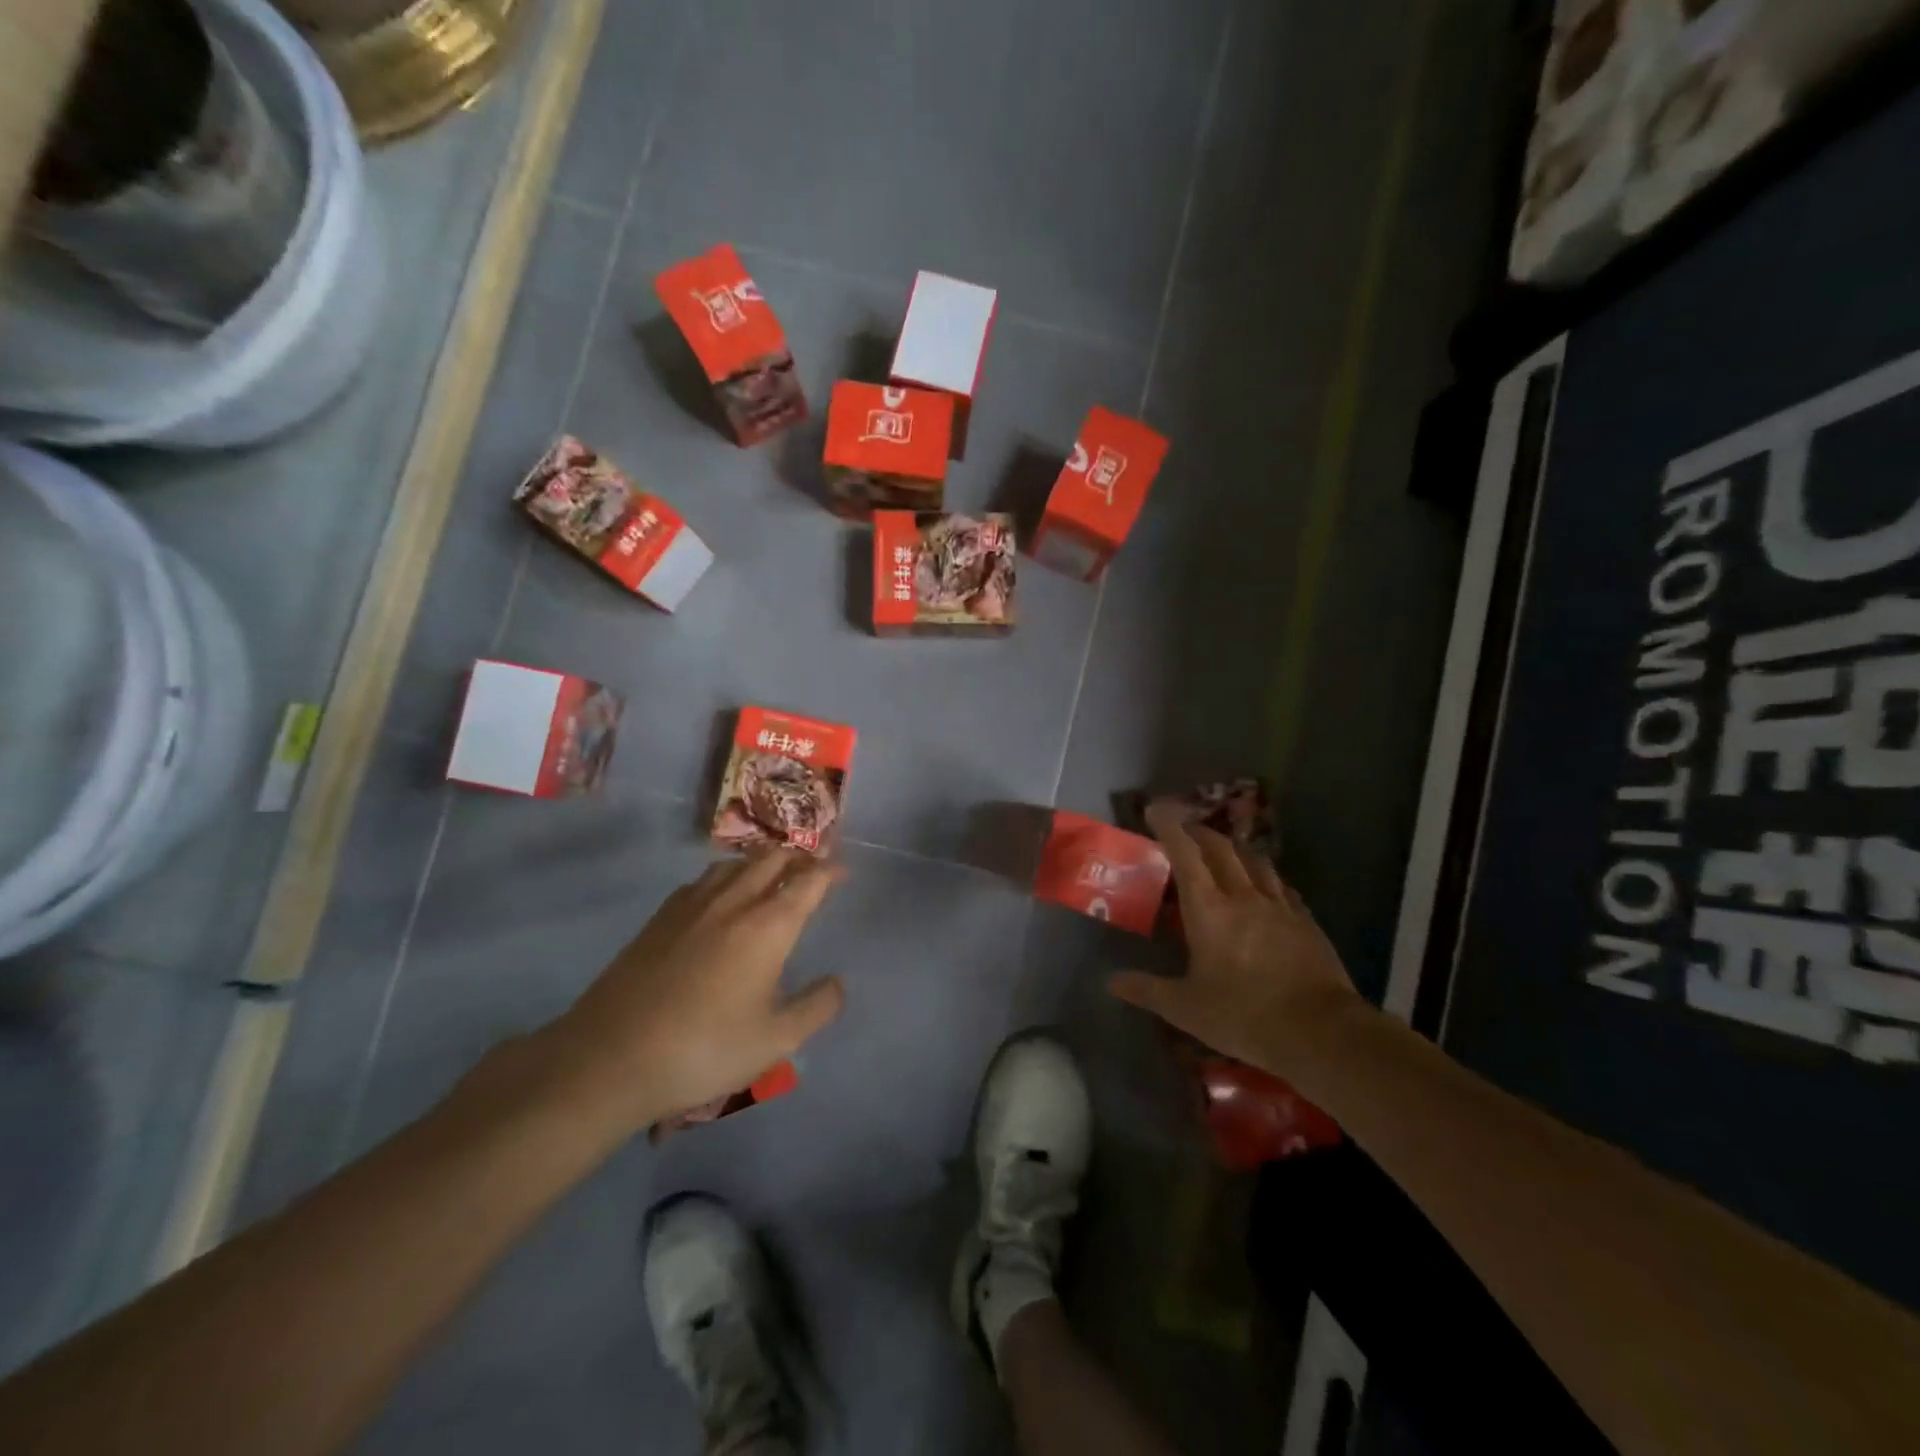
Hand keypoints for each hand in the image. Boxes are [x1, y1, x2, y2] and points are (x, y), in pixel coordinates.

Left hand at [540, 849, 845, 1136]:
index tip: (841, 871)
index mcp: (767, 926)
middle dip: (798, 856)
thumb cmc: (703, 1049)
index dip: (829, 870)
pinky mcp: (660, 918)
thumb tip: (837, 983)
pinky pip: (703, 879)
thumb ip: (815, 1008)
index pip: (807, 881)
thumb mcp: (774, 1041)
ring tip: (772, 873)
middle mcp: (733, 902)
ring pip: (735, 864)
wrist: (610, 1058)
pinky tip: (721, 896)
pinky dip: (727, 875)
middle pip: (771, 859)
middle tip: (813, 865)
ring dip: (761, 861)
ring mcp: (691, 906)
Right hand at [1109, 803, 1359, 1074]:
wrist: (1322, 1032)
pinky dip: (1265, 876)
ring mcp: (1280, 907)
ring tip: (1223, 851)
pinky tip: (1265, 886)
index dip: (1168, 827)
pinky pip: (1281, 886)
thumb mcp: (1186, 1009)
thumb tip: (1112, 982)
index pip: (1185, 854)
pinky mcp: (1306, 922)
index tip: (1154, 810)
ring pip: (1255, 861)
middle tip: (1184, 831)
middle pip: (1221, 848)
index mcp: (1209, 910)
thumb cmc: (1245, 1016)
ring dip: (1234, 849)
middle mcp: (1244, 896)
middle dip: (1199, 832)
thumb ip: (1147, 990)